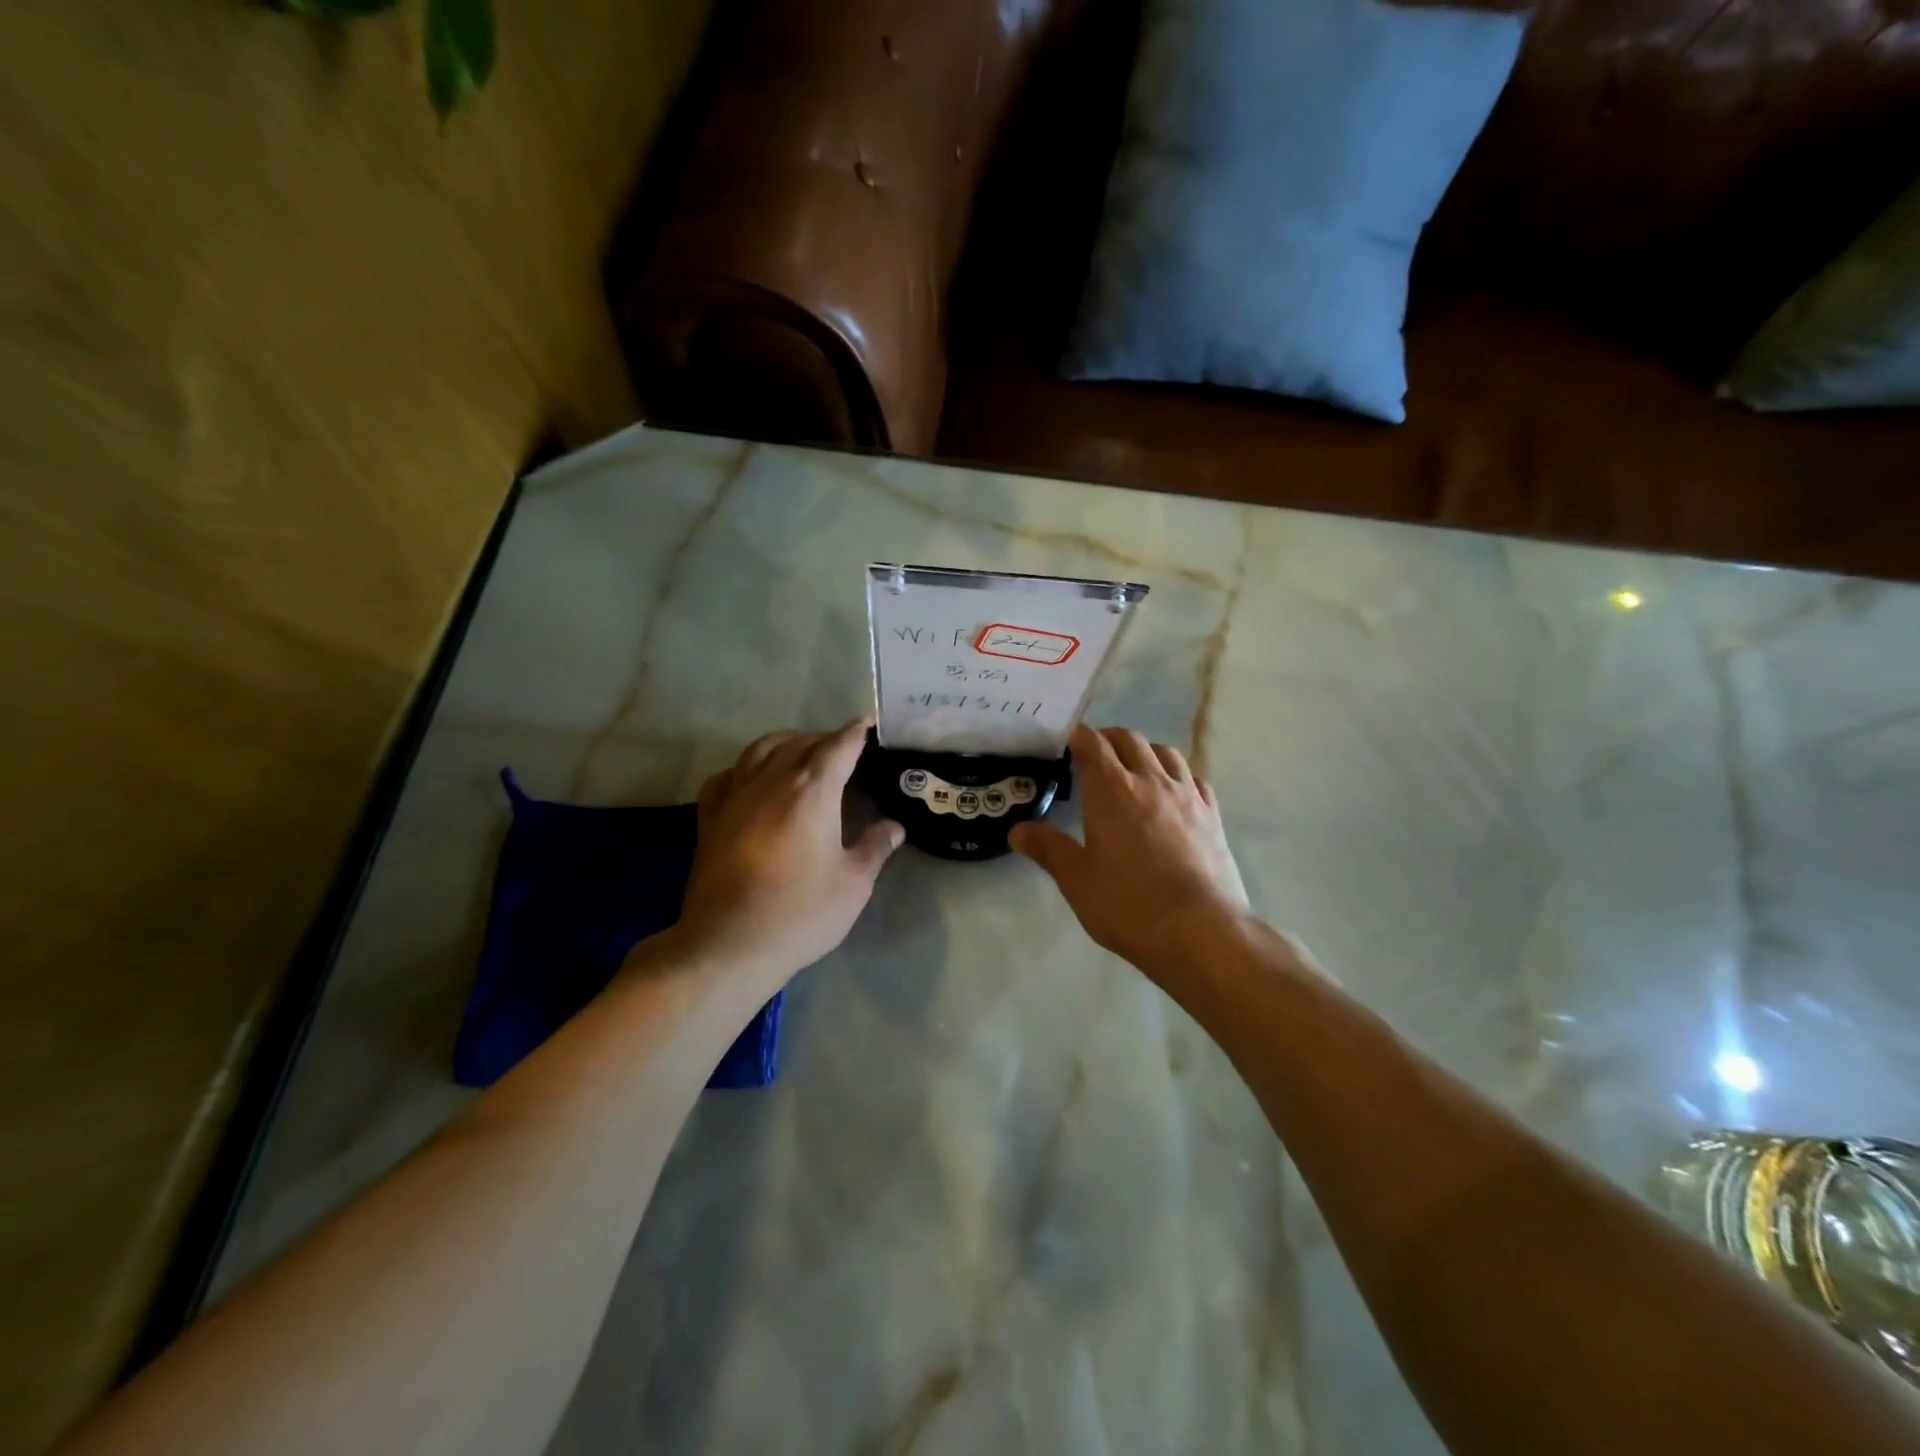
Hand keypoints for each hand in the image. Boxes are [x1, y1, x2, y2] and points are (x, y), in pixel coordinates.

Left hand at [670, 719, 903, 986]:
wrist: (729, 945)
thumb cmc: (800, 913)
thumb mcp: (853, 884)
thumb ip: (875, 848)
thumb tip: (894, 827)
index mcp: (811, 791)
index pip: (837, 747)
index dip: (855, 733)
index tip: (868, 724)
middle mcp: (771, 782)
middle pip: (799, 743)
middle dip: (823, 739)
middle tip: (843, 749)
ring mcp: (735, 798)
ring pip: (759, 750)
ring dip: (784, 743)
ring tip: (800, 752)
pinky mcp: (709, 819)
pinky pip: (726, 777)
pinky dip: (744, 768)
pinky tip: (750, 779)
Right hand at [1011, 725, 1249, 978]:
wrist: (1201, 931)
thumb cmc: (1128, 904)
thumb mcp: (1076, 880)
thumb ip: (1047, 848)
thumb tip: (1018, 829)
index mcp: (1111, 790)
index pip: (1092, 744)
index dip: (1077, 736)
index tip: (1065, 742)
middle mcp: (1150, 781)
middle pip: (1129, 740)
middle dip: (1108, 739)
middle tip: (1093, 755)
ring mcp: (1186, 796)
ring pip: (1166, 753)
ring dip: (1145, 752)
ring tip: (1134, 769)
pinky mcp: (1213, 815)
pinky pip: (1194, 779)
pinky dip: (1177, 776)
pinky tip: (1173, 795)